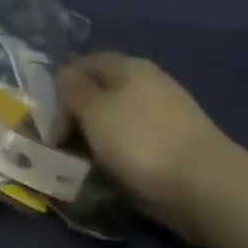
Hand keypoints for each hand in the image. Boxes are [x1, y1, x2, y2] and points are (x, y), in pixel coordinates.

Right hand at [58, 52, 231, 241]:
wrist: (202, 184)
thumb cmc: (139, 139)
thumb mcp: (94, 110)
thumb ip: (73, 90)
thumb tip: (63, 76)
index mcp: (129, 67)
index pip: (85, 63)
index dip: (61, 85)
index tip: (45, 115)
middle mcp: (147, 85)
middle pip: (100, 94)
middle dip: (74, 117)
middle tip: (56, 144)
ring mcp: (162, 118)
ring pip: (114, 123)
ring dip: (93, 141)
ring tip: (76, 164)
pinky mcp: (170, 148)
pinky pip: (131, 147)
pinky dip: (114, 158)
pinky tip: (104, 176)